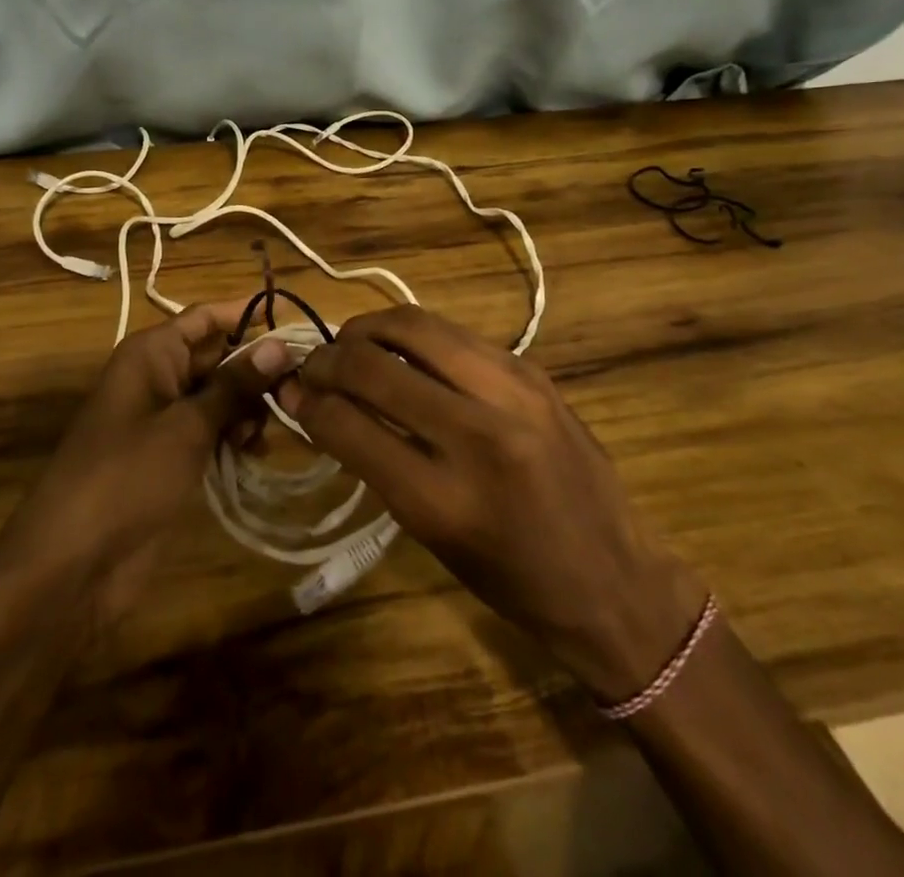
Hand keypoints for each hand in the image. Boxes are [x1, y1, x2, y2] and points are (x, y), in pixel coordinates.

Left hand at [0, 301, 291, 630]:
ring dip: (248, 408)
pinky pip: (211, 431)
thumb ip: (234, 385)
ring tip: (268, 432)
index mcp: (151, 354)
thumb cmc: (127, 477)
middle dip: (256, 369)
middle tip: (298, 389)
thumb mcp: (186, 426)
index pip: (207, 318)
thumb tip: (279, 344)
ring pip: (219, 396)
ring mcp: (163, 419)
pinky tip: (255, 454)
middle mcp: (157, 377)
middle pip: (217, 356)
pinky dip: (235, 437)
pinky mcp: (171, 457)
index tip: (296, 320)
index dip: (249, 313)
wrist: (72, 565)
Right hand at [284, 306, 707, 702]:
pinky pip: (452, 333)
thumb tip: (316, 405)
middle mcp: (477, 433)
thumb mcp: (429, 532)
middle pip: (373, 363)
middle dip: (327, 359)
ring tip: (350, 347)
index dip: (306, 402)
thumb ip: (372, 459)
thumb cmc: (511, 577)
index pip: (348, 423)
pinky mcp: (530, 369)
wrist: (614, 578)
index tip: (289, 393)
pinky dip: (413, 336)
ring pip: (413, 326)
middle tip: (312, 367)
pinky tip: (401, 352)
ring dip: (367, 330)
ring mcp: (511, 391)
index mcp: (444, 498)